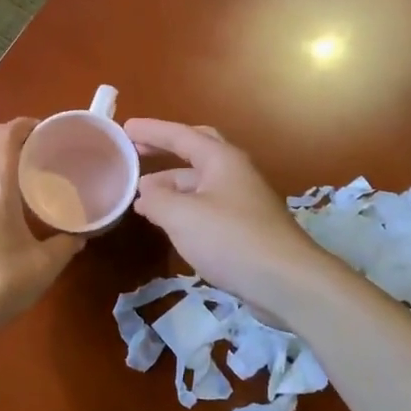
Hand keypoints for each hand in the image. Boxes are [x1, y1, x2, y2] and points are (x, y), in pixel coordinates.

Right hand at [124, 119, 336, 316]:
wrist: (286, 281)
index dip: (151, 131)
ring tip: (141, 197)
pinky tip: (168, 223)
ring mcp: (242, 200)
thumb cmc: (231, 239)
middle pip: (196, 151)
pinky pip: (206, 206)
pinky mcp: (245, 226)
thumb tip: (146, 189)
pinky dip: (183, 207)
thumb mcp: (182, 216)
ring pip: (199, 183)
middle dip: (165, 150)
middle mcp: (234, 172)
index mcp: (221, 159)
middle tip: (137, 153)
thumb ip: (157, 199)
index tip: (124, 128)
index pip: (180, 135)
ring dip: (170, 185)